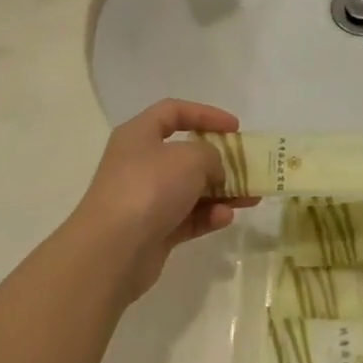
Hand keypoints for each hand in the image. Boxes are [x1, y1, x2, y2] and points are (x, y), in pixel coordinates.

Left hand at [69, 99, 255, 301]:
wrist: (112, 250)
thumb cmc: (150, 188)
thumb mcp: (190, 158)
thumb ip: (212, 156)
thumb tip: (213, 172)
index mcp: (139, 135)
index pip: (174, 112)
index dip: (206, 114)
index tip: (235, 127)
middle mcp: (140, 163)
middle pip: (185, 154)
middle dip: (220, 160)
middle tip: (247, 166)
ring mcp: (146, 199)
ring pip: (190, 189)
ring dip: (221, 192)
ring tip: (251, 198)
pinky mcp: (153, 230)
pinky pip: (187, 217)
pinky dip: (208, 216)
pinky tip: (226, 218)